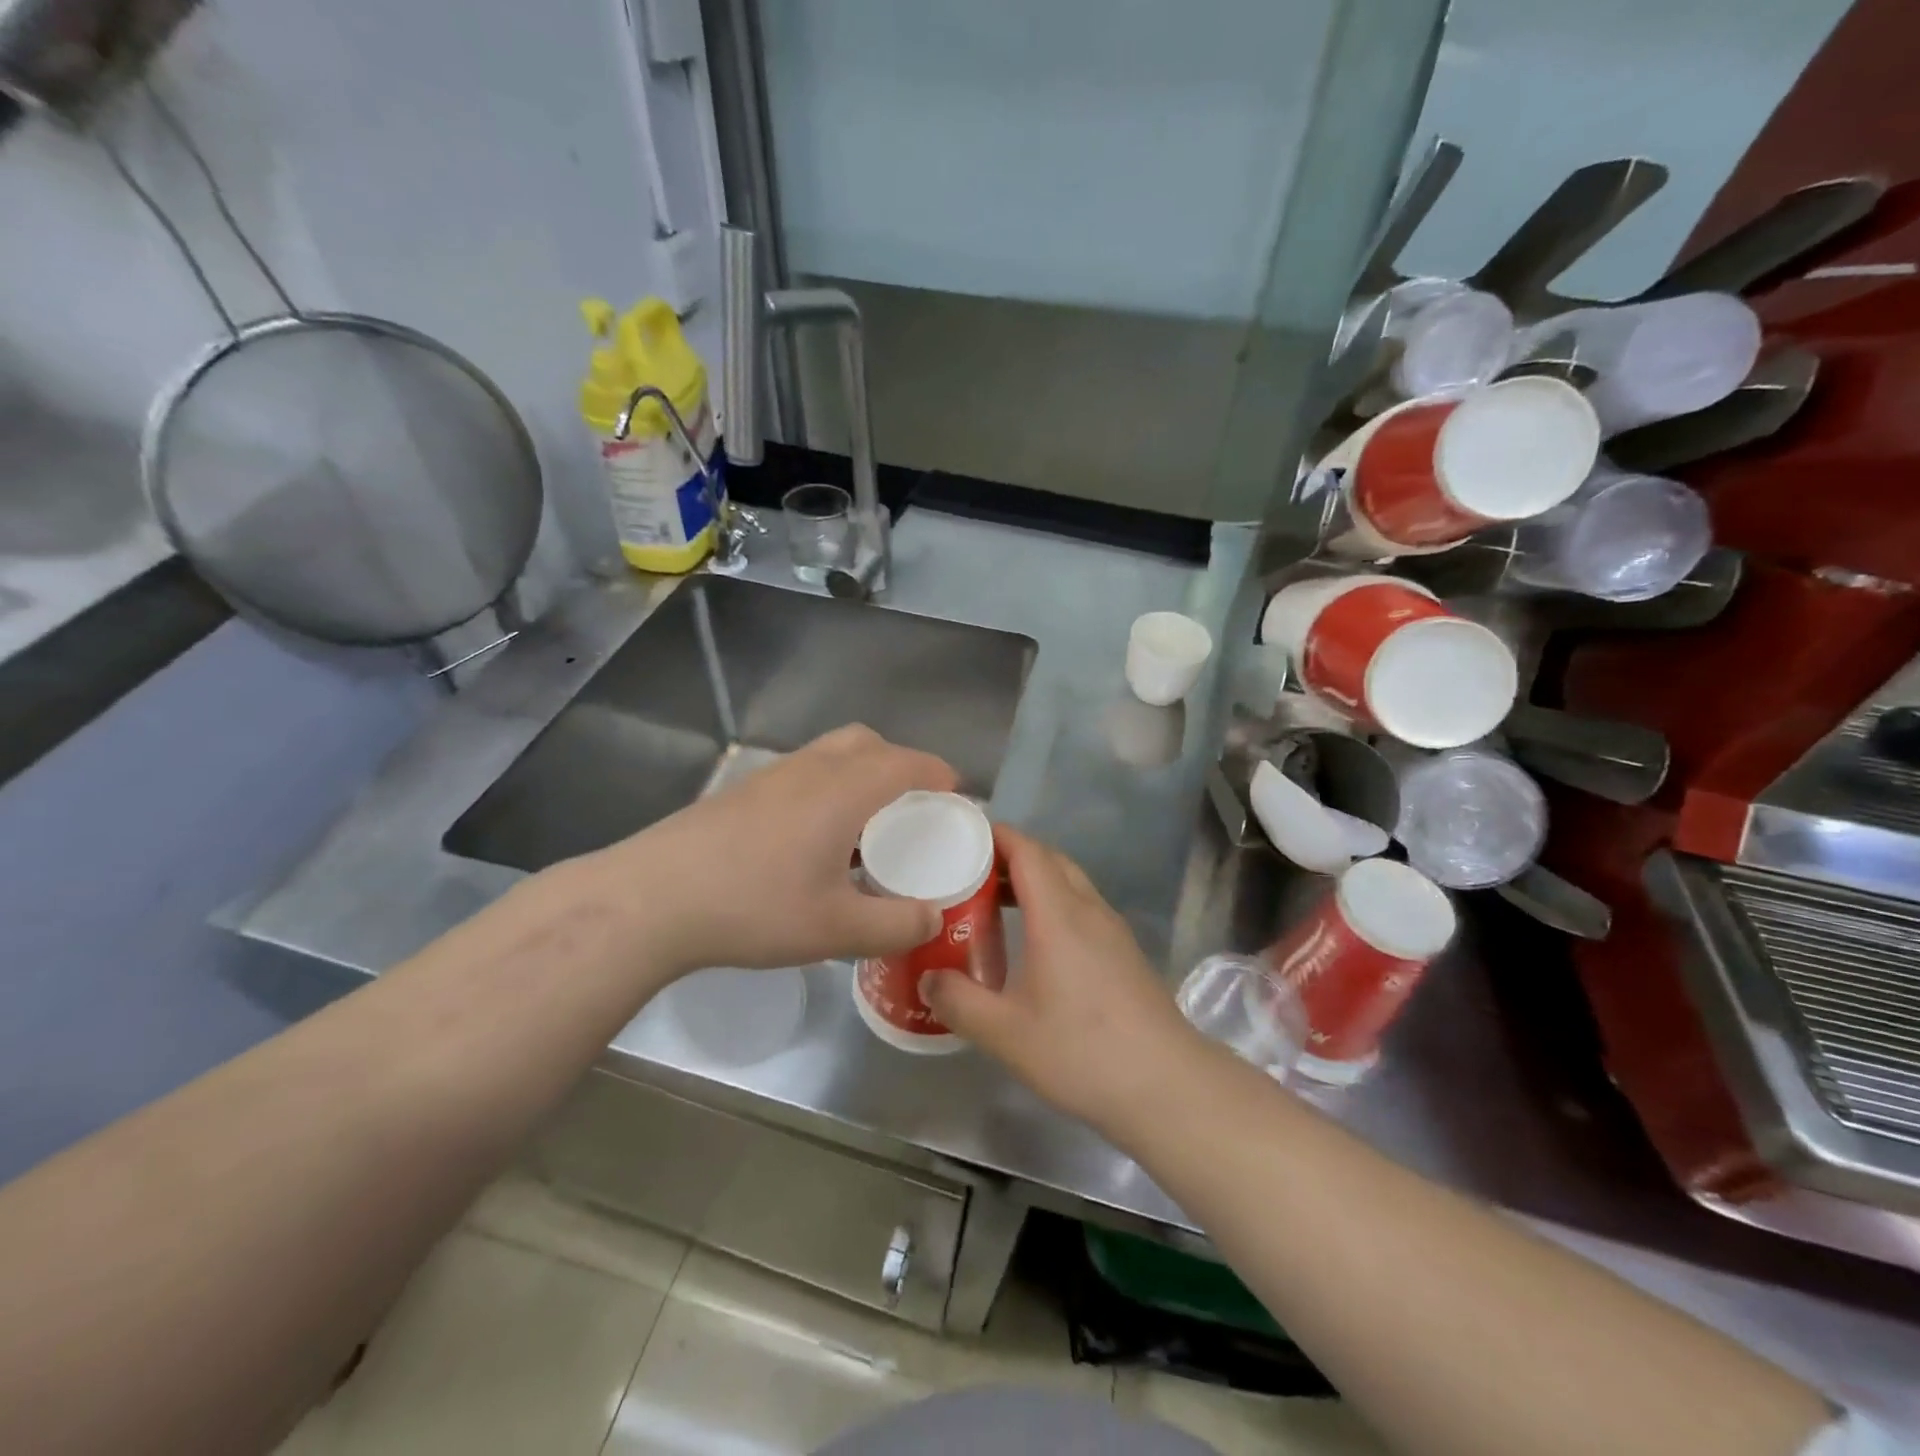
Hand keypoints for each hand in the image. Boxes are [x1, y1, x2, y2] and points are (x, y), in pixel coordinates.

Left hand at [598, 725, 956, 977]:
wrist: (653, 899)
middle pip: (866, 743)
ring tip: (864, 825)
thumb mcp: (836, 929)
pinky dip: (826, 788)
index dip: (937, 773)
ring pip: (830, 754)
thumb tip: (934, 918)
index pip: (905, 762)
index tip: (955, 794)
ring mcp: (770, 777)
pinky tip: (813, 840)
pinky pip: (802, 773)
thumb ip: (896, 925)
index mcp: (844, 790)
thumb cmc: (754, 907)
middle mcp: (811, 769)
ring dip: (859, 774)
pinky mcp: (741, 793)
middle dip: (898, 763)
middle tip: (910, 806)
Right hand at [923, 826, 1200, 1130]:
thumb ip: (959, 1001)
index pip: (1027, 850)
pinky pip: (1082, 908)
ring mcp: (1112, 930)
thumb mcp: (1006, 1033)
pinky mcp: (1124, 953)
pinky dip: (1053, 905)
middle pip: (1049, 860)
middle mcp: (1088, 910)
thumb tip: (928, 977)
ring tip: (994, 905)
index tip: (960, 837)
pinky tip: (1035, 944)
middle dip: (1009, 856)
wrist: (1167, 1086)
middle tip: (969, 873)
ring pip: (1069, 883)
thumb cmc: (1082, 1051)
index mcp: (1059, 914)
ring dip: (1033, 881)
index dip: (995, 836)